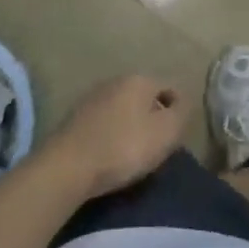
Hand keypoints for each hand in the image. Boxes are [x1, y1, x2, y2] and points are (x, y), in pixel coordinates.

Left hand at [47, 75, 190, 198]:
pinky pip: (104, 123)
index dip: (178, 112)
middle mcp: (115, 81)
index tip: (175, 137)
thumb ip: (181, 113)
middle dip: (153, 117)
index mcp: (140, 79)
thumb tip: (181, 103)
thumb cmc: (124, 148)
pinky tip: (109, 154)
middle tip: (156, 146)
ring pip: (123, 109)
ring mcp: (91, 98)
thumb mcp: (166, 132)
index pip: (170, 88)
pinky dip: (111, 134)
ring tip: (133, 153)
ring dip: (131, 126)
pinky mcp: (74, 118)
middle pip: (145, 97)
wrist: (66, 167)